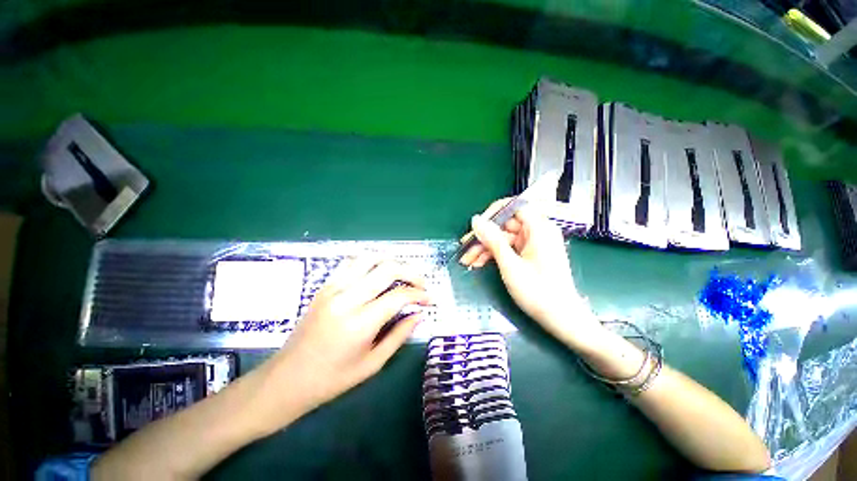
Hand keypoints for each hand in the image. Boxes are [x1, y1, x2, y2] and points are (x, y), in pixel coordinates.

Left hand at [267, 257, 431, 412]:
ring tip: (403, 274)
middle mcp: (347, 299)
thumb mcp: (372, 364)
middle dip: (411, 273)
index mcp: (360, 323)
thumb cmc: (332, 379)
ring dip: (391, 262)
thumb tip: (419, 314)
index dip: (419, 294)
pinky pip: (352, 263)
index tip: (429, 299)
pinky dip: (371, 262)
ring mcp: (333, 288)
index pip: (398, 296)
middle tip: (421, 284)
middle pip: (387, 269)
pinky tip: (378, 272)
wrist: (286, 379)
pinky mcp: (324, 286)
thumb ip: (399, 335)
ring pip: (369, 258)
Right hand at [460, 200, 600, 345]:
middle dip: (483, 237)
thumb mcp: (510, 265)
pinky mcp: (529, 255)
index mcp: (539, 228)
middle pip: (505, 225)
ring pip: (503, 239)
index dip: (493, 213)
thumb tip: (476, 219)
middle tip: (464, 248)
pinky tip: (478, 264)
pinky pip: (508, 249)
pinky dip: (494, 255)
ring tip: (467, 261)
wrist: (560, 319)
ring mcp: (533, 244)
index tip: (476, 225)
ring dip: (485, 249)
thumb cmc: (537, 291)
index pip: (514, 207)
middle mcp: (537, 232)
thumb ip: (492, 239)